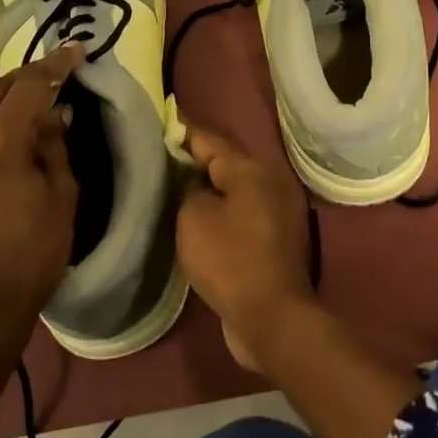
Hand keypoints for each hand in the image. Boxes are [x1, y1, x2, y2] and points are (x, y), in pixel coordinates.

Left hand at [0, 45, 82, 356]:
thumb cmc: (30, 257)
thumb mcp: (61, 197)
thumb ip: (55, 146)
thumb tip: (55, 114)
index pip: (29, 86)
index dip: (56, 65)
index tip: (77, 50)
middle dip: (27, 78)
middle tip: (56, 76)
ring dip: (3, 103)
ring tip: (32, 108)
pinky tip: (3, 146)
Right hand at [176, 124, 314, 370]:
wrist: (271, 316)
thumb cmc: (230, 259)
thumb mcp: (195, 218)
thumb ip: (189, 189)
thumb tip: (194, 182)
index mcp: (251, 169)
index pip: (209, 139)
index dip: (182, 131)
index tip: (160, 121)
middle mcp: (269, 181)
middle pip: (224, 161)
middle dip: (194, 159)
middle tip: (160, 156)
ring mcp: (276, 210)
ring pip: (233, 189)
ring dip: (207, 187)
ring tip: (173, 186)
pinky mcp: (275, 238)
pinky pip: (241, 213)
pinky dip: (220, 211)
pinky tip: (197, 218)